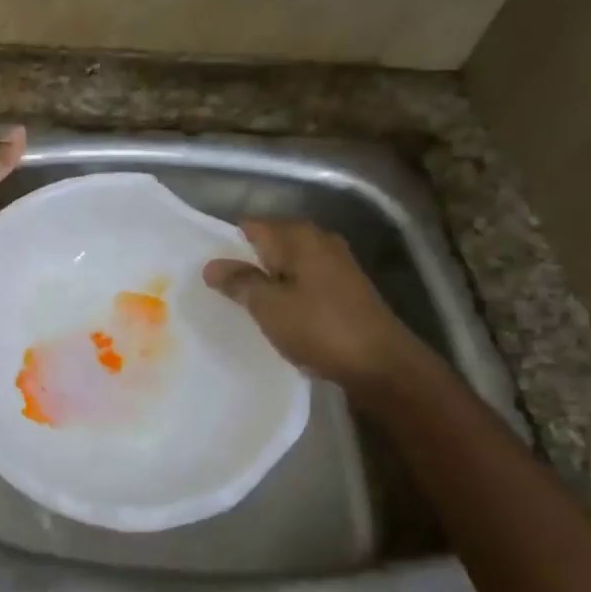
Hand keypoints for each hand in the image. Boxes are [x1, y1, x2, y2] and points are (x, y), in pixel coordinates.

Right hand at [203, 220, 419, 389]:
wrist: (382, 365)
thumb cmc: (319, 328)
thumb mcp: (268, 305)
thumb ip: (238, 281)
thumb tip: (211, 265)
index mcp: (299, 236)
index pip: (250, 226)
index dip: (227, 246)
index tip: (209, 272)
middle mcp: (319, 241)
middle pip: (270, 245)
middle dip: (246, 265)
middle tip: (219, 292)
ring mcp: (336, 265)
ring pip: (288, 266)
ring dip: (267, 283)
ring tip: (243, 307)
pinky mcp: (345, 289)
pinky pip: (304, 283)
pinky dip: (288, 295)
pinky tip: (278, 317)